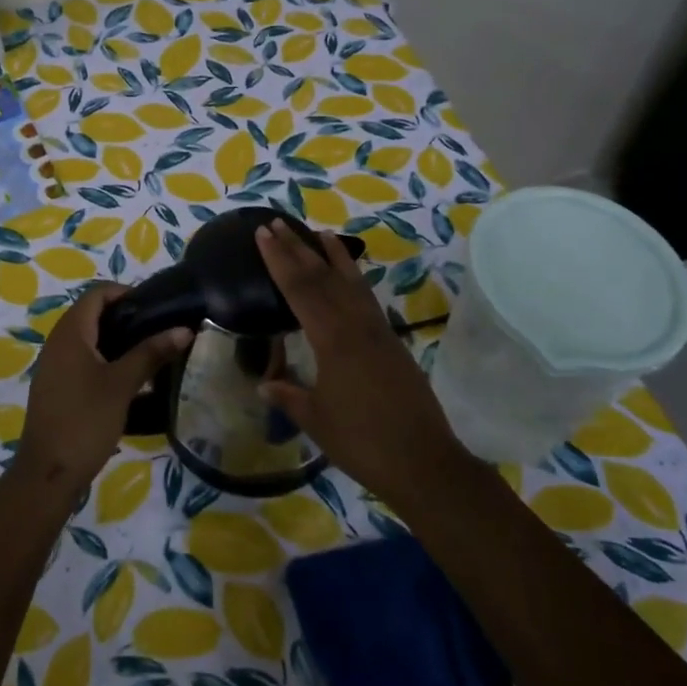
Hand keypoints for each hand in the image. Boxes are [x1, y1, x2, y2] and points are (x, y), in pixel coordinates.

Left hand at [18, 283, 190, 493]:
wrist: (48, 474)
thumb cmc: (85, 421)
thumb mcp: (122, 384)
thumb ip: (151, 353)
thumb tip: (184, 329)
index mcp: (70, 332)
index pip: (97, 294)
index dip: (125, 293)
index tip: (155, 306)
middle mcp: (58, 342)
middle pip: (93, 314)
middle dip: (126, 317)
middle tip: (159, 329)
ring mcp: (55, 366)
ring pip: (89, 339)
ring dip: (118, 340)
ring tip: (150, 352)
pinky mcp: (58, 387)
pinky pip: (84, 360)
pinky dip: (106, 360)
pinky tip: (130, 379)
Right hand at [255, 222, 466, 507]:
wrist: (423, 462)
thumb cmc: (362, 442)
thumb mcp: (316, 420)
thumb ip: (289, 396)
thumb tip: (264, 383)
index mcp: (332, 340)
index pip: (299, 289)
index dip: (278, 260)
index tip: (262, 234)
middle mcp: (356, 325)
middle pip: (322, 277)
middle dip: (297, 248)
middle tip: (276, 223)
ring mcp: (377, 331)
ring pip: (350, 281)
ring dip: (330, 255)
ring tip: (316, 232)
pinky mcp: (392, 341)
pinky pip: (367, 298)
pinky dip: (354, 279)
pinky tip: (349, 276)